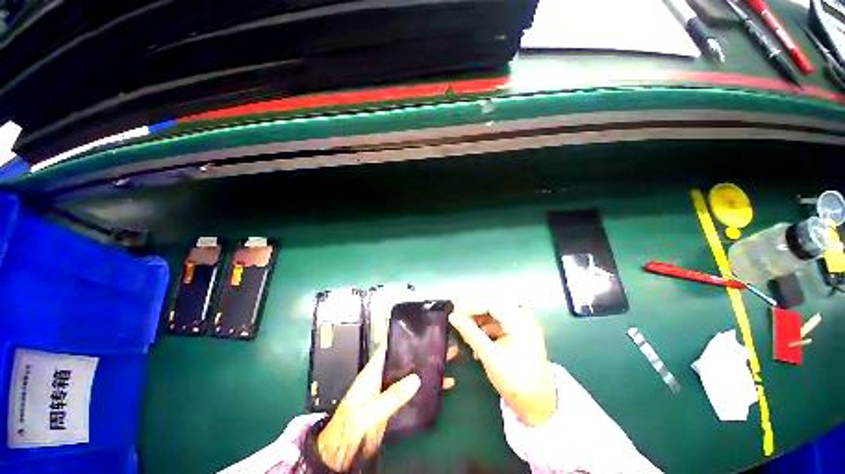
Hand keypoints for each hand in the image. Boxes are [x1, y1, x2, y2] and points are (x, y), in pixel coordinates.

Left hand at [317, 344, 458, 470]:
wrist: (344, 449)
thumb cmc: (351, 424)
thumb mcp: (371, 410)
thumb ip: (392, 396)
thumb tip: (416, 379)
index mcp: (374, 371)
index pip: (390, 348)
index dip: (405, 338)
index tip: (422, 331)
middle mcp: (384, 376)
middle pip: (406, 359)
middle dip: (423, 352)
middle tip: (443, 346)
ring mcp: (391, 389)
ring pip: (412, 373)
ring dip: (428, 368)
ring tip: (447, 361)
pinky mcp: (396, 403)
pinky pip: (414, 391)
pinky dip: (427, 387)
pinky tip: (442, 386)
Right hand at [449, 303, 556, 426]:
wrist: (538, 403)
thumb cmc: (516, 382)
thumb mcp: (490, 357)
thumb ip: (470, 333)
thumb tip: (452, 316)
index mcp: (519, 321)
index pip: (490, 301)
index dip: (471, 304)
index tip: (455, 313)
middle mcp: (522, 317)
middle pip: (492, 302)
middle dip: (473, 309)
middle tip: (458, 318)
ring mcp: (521, 324)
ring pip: (493, 311)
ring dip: (478, 318)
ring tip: (465, 329)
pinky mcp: (518, 332)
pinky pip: (497, 321)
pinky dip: (485, 326)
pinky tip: (476, 338)